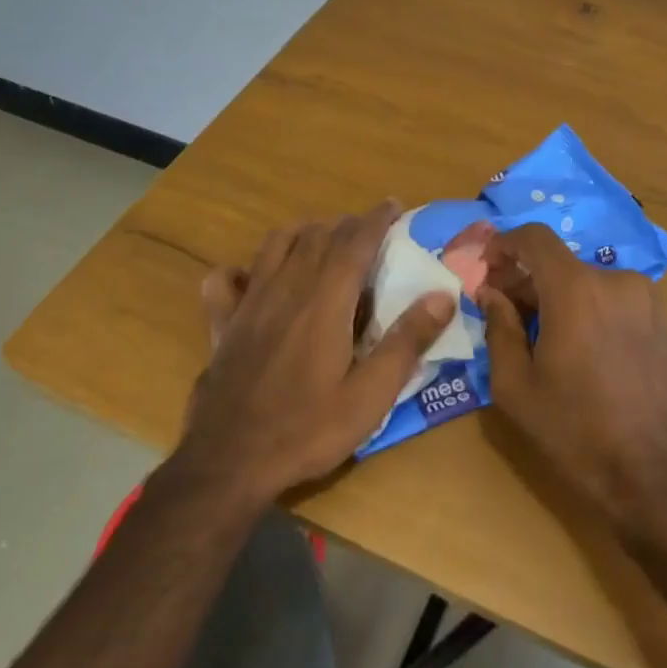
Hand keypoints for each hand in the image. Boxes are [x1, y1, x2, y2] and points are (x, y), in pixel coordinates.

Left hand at [176, 202, 455, 503]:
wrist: (229, 463)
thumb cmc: (307, 430)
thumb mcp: (370, 396)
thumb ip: (406, 342)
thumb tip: (443, 296)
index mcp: (325, 302)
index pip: (354, 243)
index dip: (375, 219)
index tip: (392, 205)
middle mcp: (286, 289)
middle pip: (318, 237)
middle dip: (346, 225)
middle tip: (368, 230)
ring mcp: (249, 303)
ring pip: (276, 245)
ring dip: (304, 233)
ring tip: (323, 241)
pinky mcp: (223, 324)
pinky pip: (225, 280)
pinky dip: (242, 269)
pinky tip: (253, 278)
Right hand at [477, 224, 666, 522]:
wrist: (656, 474)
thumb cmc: (575, 430)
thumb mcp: (516, 386)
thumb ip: (499, 328)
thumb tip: (492, 293)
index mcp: (576, 290)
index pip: (535, 238)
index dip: (505, 244)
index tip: (487, 267)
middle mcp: (615, 281)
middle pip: (560, 263)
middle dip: (527, 280)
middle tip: (506, 311)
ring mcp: (646, 298)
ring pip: (587, 282)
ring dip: (559, 297)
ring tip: (543, 337)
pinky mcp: (663, 320)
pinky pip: (613, 300)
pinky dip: (589, 309)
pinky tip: (581, 349)